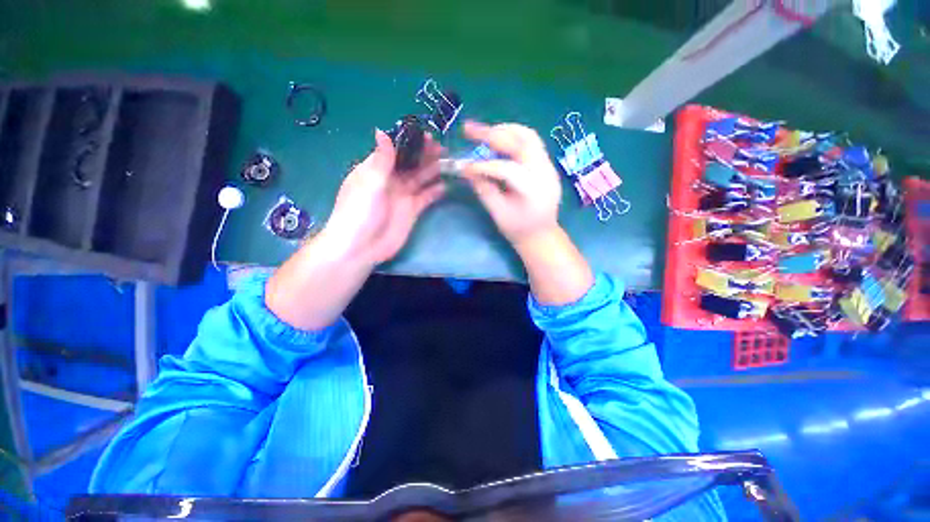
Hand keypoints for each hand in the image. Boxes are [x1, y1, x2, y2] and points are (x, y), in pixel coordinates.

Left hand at [321, 129, 444, 265]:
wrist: (362, 246)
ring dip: (433, 170)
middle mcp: (391, 180)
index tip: (427, 135)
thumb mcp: (370, 182)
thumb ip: (381, 159)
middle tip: (442, 148)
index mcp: (376, 169)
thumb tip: (381, 130)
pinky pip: (426, 197)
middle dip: (425, 155)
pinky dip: (435, 191)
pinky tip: (446, 185)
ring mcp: (403, 196)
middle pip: (411, 163)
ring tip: (448, 162)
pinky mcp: (412, 210)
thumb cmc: (360, 211)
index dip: (410, 142)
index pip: (395, 150)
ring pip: (420, 179)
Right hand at [460, 121, 561, 246]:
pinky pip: (530, 142)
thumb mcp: (498, 213)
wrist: (542, 235)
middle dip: (493, 133)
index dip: (483, 165)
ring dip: (504, 131)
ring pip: (528, 136)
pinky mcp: (547, 164)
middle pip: (522, 141)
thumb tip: (467, 170)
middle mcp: (545, 172)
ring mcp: (549, 166)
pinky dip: (511, 137)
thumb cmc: (518, 230)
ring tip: (483, 133)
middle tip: (469, 129)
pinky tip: (497, 142)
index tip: (464, 166)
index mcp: (533, 190)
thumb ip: (484, 189)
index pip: (507, 169)